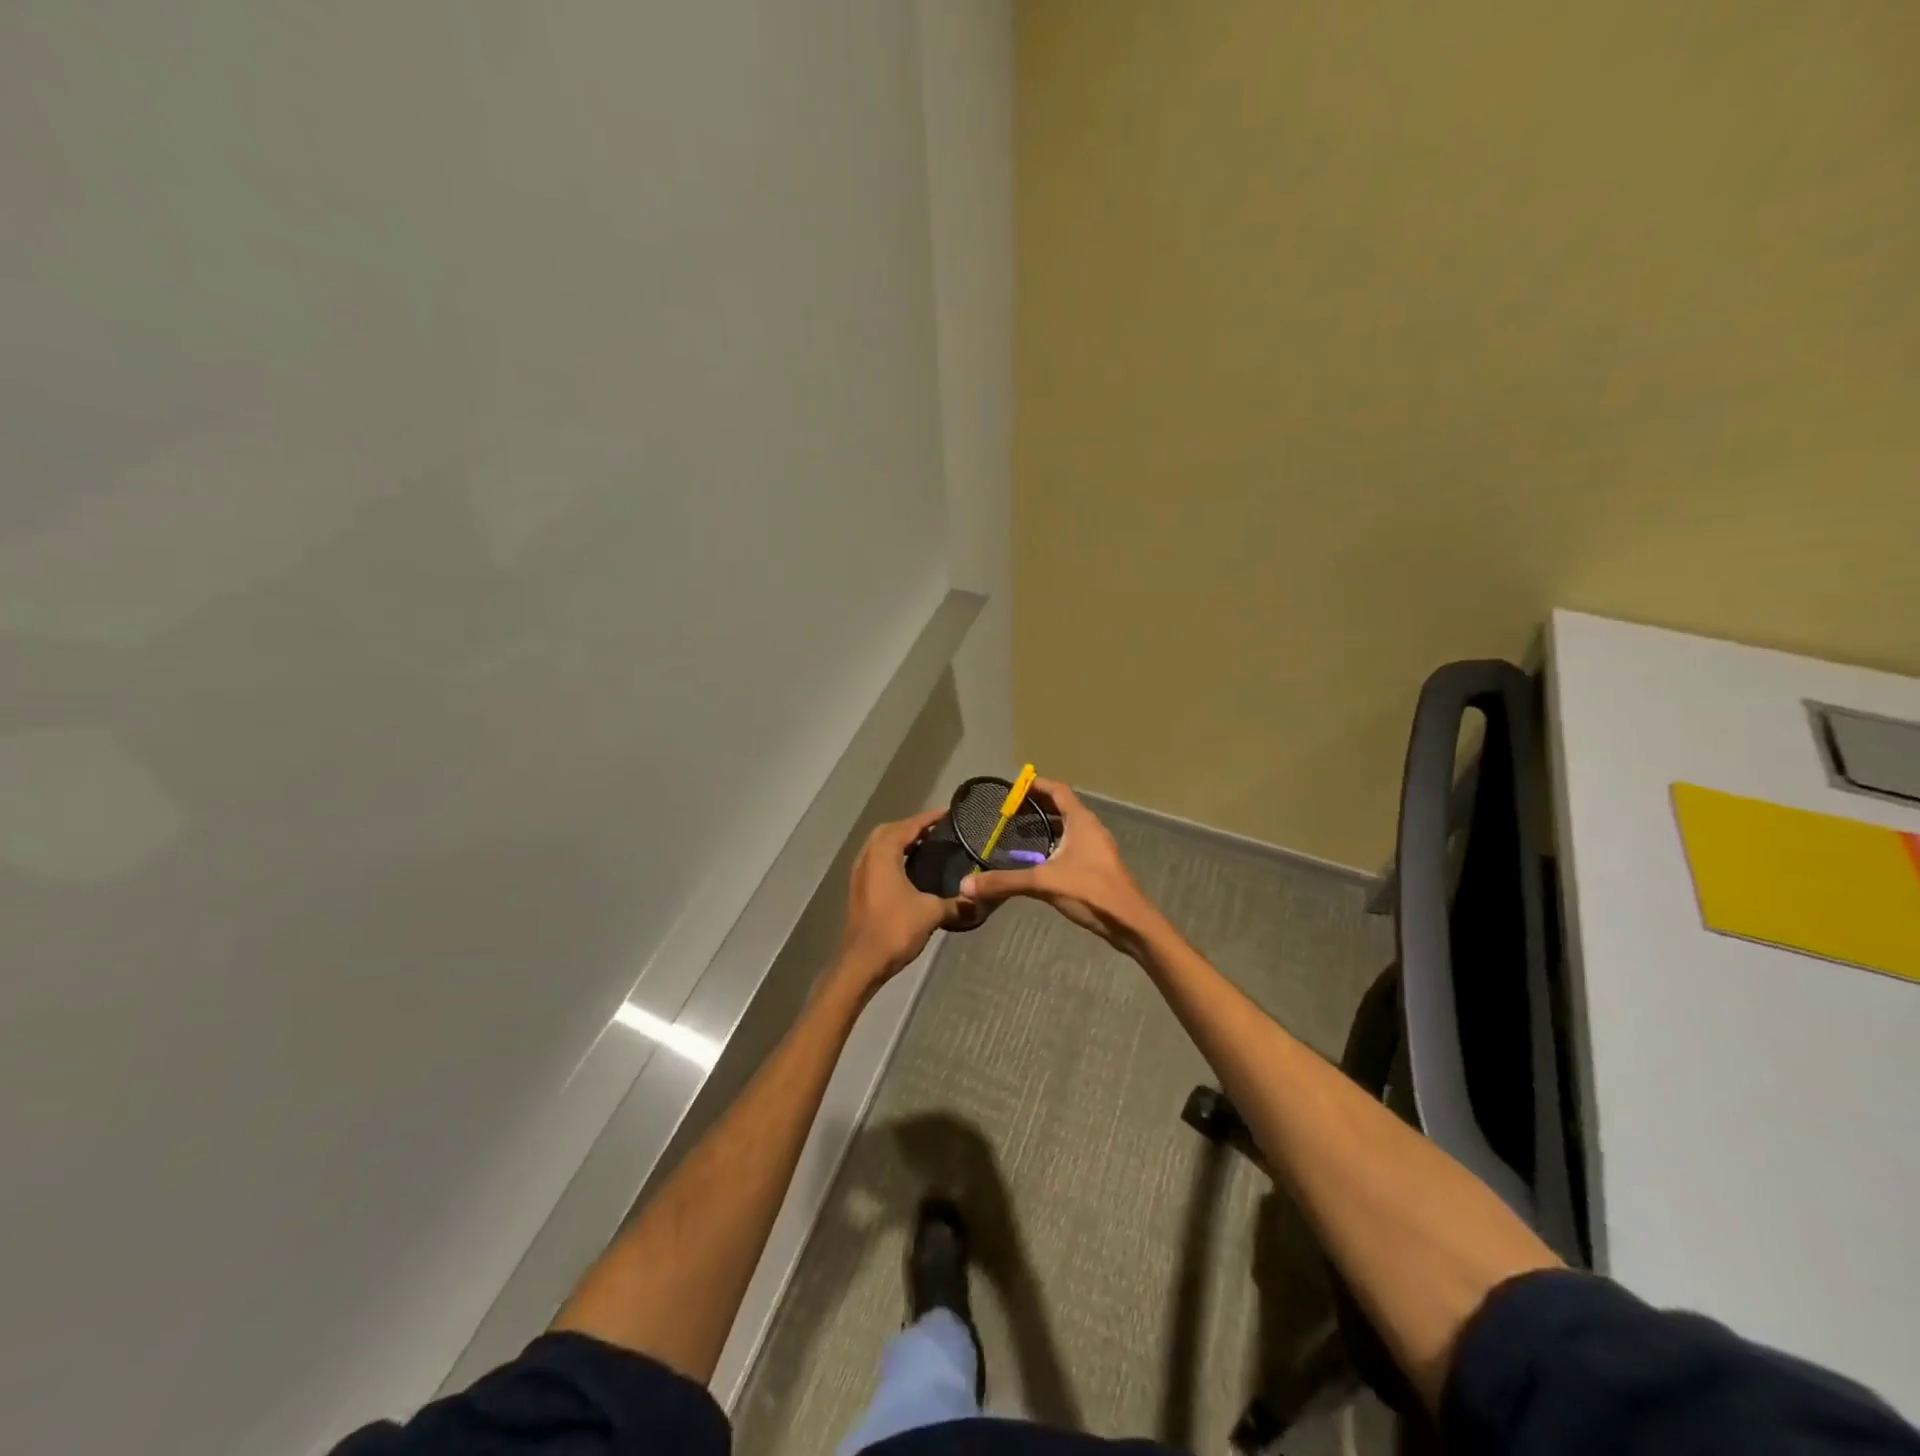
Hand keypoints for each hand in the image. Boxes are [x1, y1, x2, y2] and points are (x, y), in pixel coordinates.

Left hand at [835, 808, 968, 991]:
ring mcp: (860, 874)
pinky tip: (911, 870)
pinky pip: (877, 861)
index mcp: (883, 853)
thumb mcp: (932, 913)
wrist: (862, 963)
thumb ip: (956, 903)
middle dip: (912, 827)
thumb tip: (978, 900)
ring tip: (927, 847)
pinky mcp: (859, 889)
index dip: (929, 818)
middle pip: (890, 831)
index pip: (908, 826)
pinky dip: (893, 857)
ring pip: (880, 846)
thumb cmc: (895, 929)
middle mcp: (867, 857)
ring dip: (901, 842)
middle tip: (937, 831)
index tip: (949, 814)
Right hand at [958, 778, 1162, 954]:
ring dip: (1046, 826)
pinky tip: (1038, 861)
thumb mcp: (1043, 883)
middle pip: (1062, 807)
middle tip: (1009, 811)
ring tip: (1018, 833)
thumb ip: (1005, 882)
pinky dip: (1054, 845)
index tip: (1013, 788)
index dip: (1036, 785)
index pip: (1058, 790)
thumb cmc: (1090, 891)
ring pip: (1068, 828)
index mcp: (1081, 821)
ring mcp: (1096, 848)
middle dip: (1037, 806)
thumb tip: (966, 885)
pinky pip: (1072, 845)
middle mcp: (1090, 829)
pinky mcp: (1097, 867)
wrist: (1130, 923)